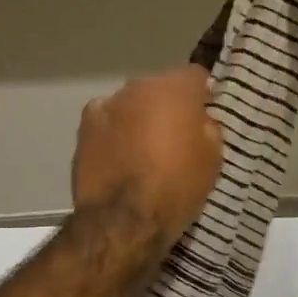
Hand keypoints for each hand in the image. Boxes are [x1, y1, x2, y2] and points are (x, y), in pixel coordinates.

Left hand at [72, 66, 223, 252]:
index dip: (203, 95)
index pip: (196, 76)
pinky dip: (113, 131)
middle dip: (167, 106)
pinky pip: (107, 120)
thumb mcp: (213, 157)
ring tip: (142, 150)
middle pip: (160, 89)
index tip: (205, 115)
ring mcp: (107, 104)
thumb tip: (198, 118)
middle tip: (175, 137)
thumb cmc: (177, 187)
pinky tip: (117, 155)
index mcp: (174, 88)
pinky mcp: (84, 126)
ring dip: (138, 118)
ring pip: (131, 104)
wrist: (123, 220)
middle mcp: (138, 86)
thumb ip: (207, 126)